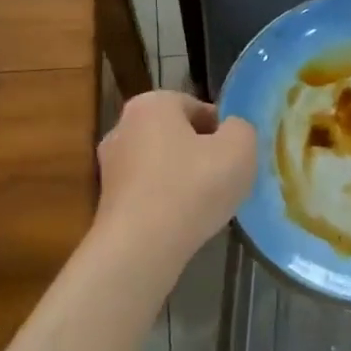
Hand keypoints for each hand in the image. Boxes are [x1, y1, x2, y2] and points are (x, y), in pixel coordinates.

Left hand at [94, 91, 256, 266]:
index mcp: (151, 104)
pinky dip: (167, 201)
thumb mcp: (240, 148)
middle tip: (226, 178)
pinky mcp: (108, 200)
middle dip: (201, 153)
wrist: (142, 246)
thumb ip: (241, 129)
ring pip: (162, 164)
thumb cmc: (193, 186)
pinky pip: (150, 191)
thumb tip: (230, 131)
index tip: (236, 156)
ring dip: (185, 178)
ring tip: (207, 203)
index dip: (222, 130)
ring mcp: (110, 165)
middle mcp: (123, 127)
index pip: (197, 107)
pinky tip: (184, 221)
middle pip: (177, 135)